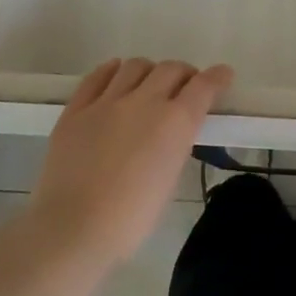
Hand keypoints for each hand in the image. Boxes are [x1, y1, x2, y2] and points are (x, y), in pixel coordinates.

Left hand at [31, 58, 232, 267]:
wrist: (73, 228)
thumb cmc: (131, 218)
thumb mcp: (170, 179)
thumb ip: (175, 145)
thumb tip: (172, 131)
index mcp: (175, 123)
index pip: (203, 86)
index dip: (217, 77)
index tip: (223, 75)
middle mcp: (144, 101)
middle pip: (171, 69)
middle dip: (184, 74)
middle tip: (184, 87)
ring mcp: (107, 102)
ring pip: (135, 66)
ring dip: (149, 72)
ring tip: (147, 85)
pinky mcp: (76, 108)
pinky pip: (98, 76)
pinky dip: (112, 72)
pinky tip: (116, 77)